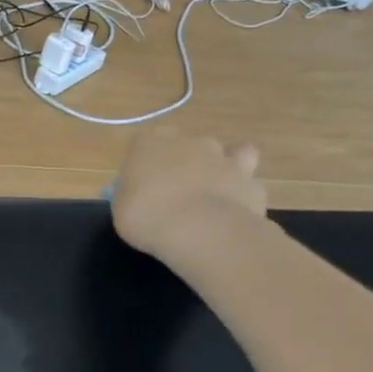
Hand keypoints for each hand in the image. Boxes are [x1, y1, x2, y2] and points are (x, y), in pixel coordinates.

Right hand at [111, 132, 268, 258]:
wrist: (197, 229)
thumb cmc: (145, 215)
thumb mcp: (121, 208)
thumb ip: (132, 194)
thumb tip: (141, 195)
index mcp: (151, 142)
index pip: (147, 143)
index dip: (147, 163)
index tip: (143, 186)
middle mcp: (191, 142)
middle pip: (190, 147)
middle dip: (187, 165)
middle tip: (178, 195)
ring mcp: (226, 159)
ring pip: (233, 154)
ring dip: (226, 170)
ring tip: (217, 196)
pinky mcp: (252, 184)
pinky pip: (248, 186)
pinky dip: (243, 197)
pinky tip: (234, 216)